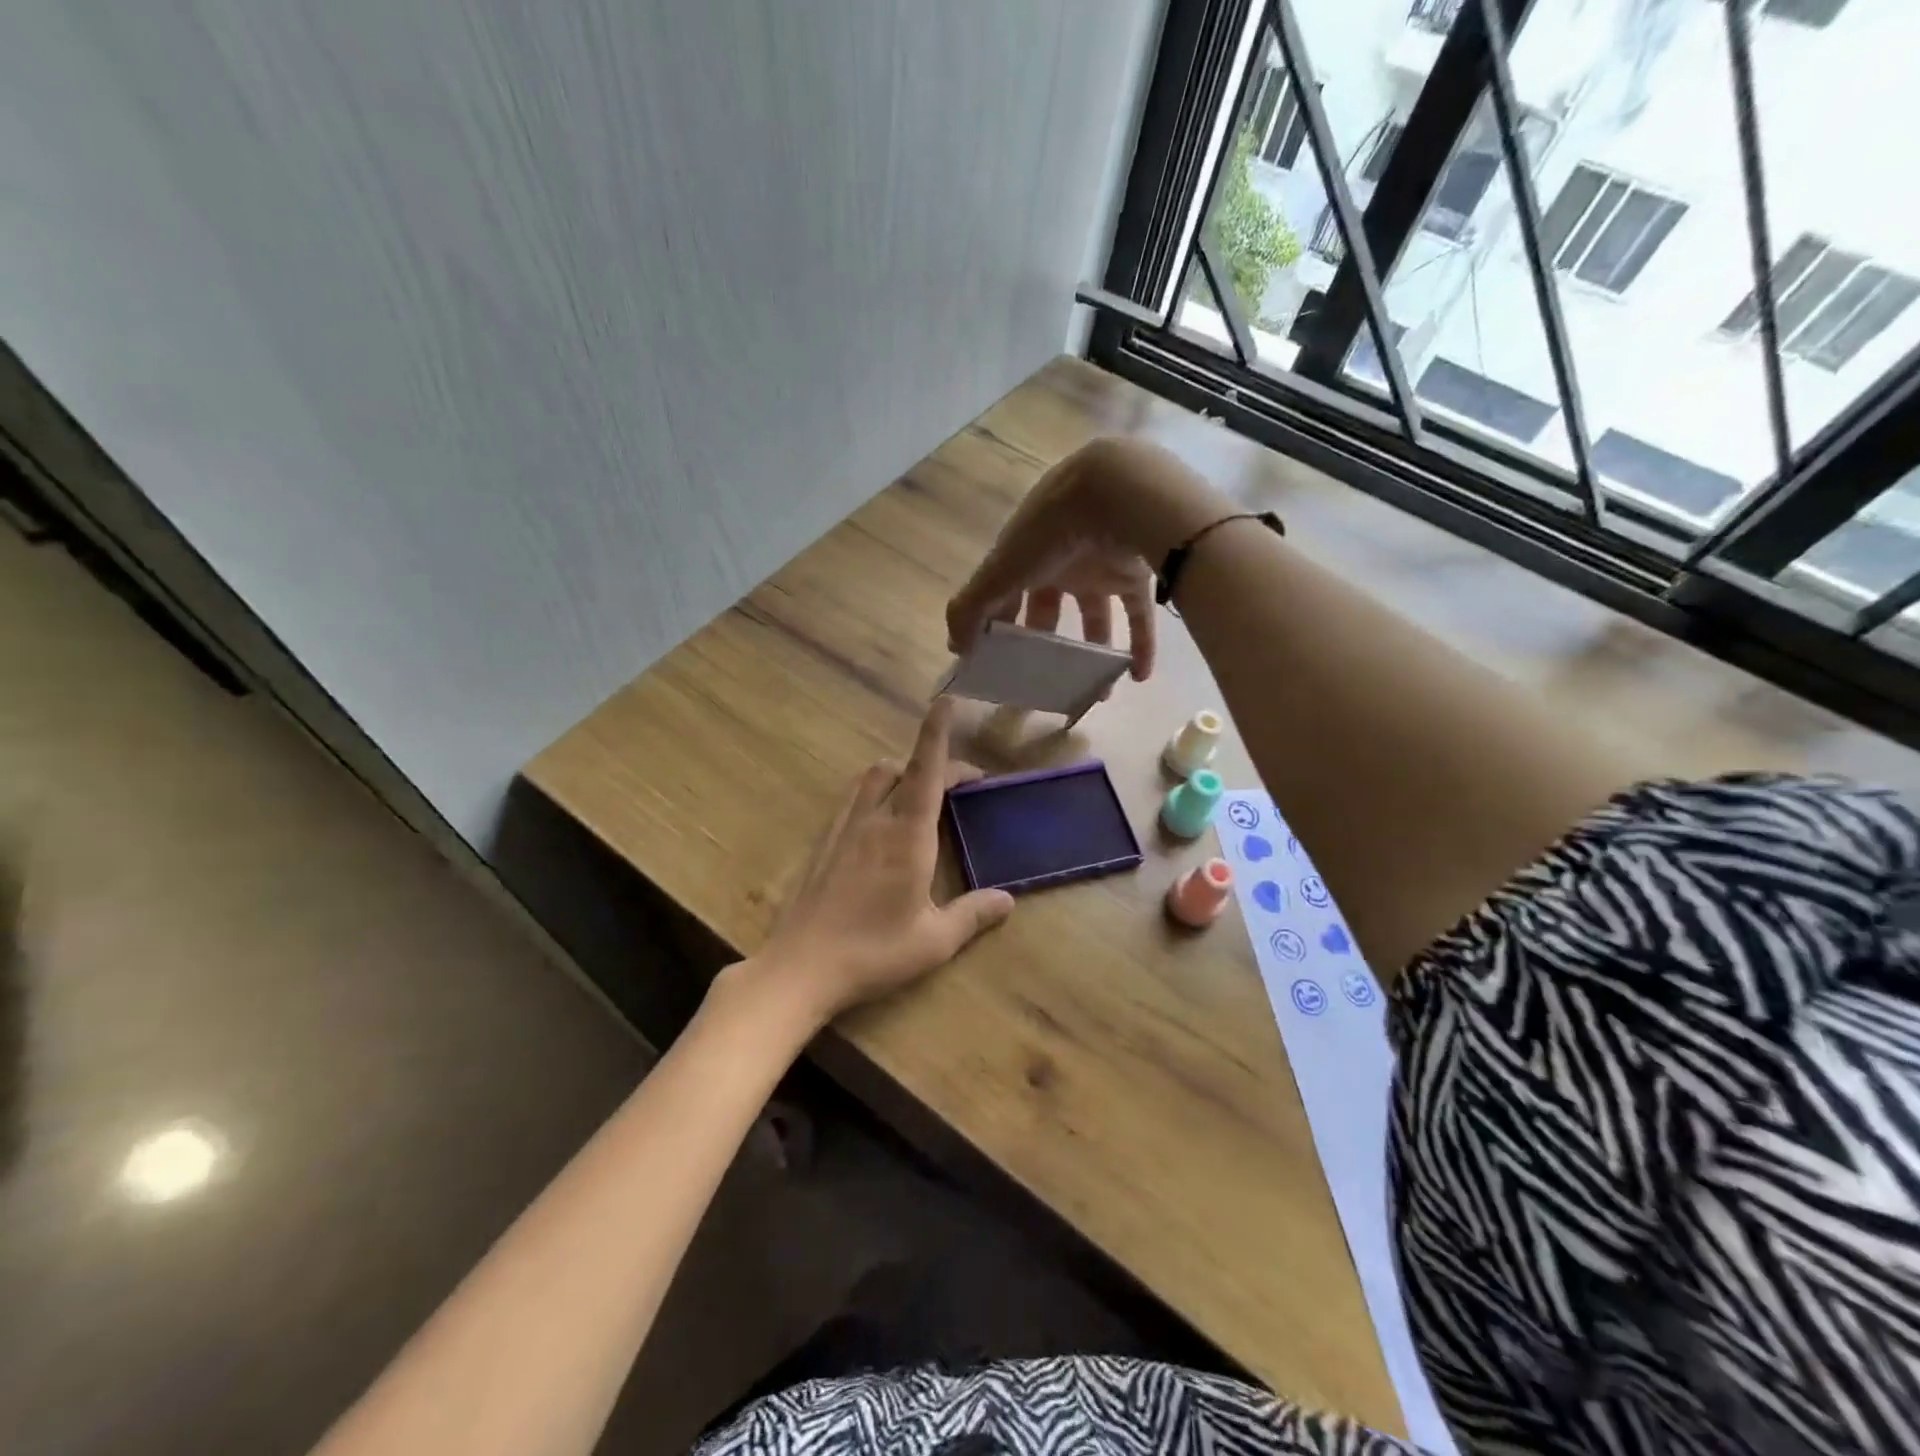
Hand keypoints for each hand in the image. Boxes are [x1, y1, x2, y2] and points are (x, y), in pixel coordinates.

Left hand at [746, 698, 1013, 1028]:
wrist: (801, 967)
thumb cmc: (873, 952)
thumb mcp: (934, 941)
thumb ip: (973, 915)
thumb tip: (1008, 900)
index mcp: (906, 834)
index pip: (926, 770)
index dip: (936, 733)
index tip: (946, 702)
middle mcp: (873, 819)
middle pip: (898, 767)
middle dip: (930, 763)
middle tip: (957, 787)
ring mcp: (843, 828)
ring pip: (871, 778)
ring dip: (898, 774)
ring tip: (919, 797)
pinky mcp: (823, 843)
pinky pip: (852, 799)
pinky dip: (874, 793)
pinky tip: (880, 826)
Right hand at [946, 437, 1227, 682]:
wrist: (1116, 495)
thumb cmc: (1049, 533)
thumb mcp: (999, 571)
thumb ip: (971, 609)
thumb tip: (955, 649)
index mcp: (1024, 555)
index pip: (1005, 595)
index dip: (998, 626)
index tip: (997, 663)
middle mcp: (1060, 560)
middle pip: (1049, 607)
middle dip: (1046, 644)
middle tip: (1045, 681)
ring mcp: (1099, 566)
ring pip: (1095, 616)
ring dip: (1094, 654)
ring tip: (1096, 691)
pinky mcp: (1135, 573)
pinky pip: (1139, 615)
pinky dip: (1141, 644)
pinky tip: (1137, 676)